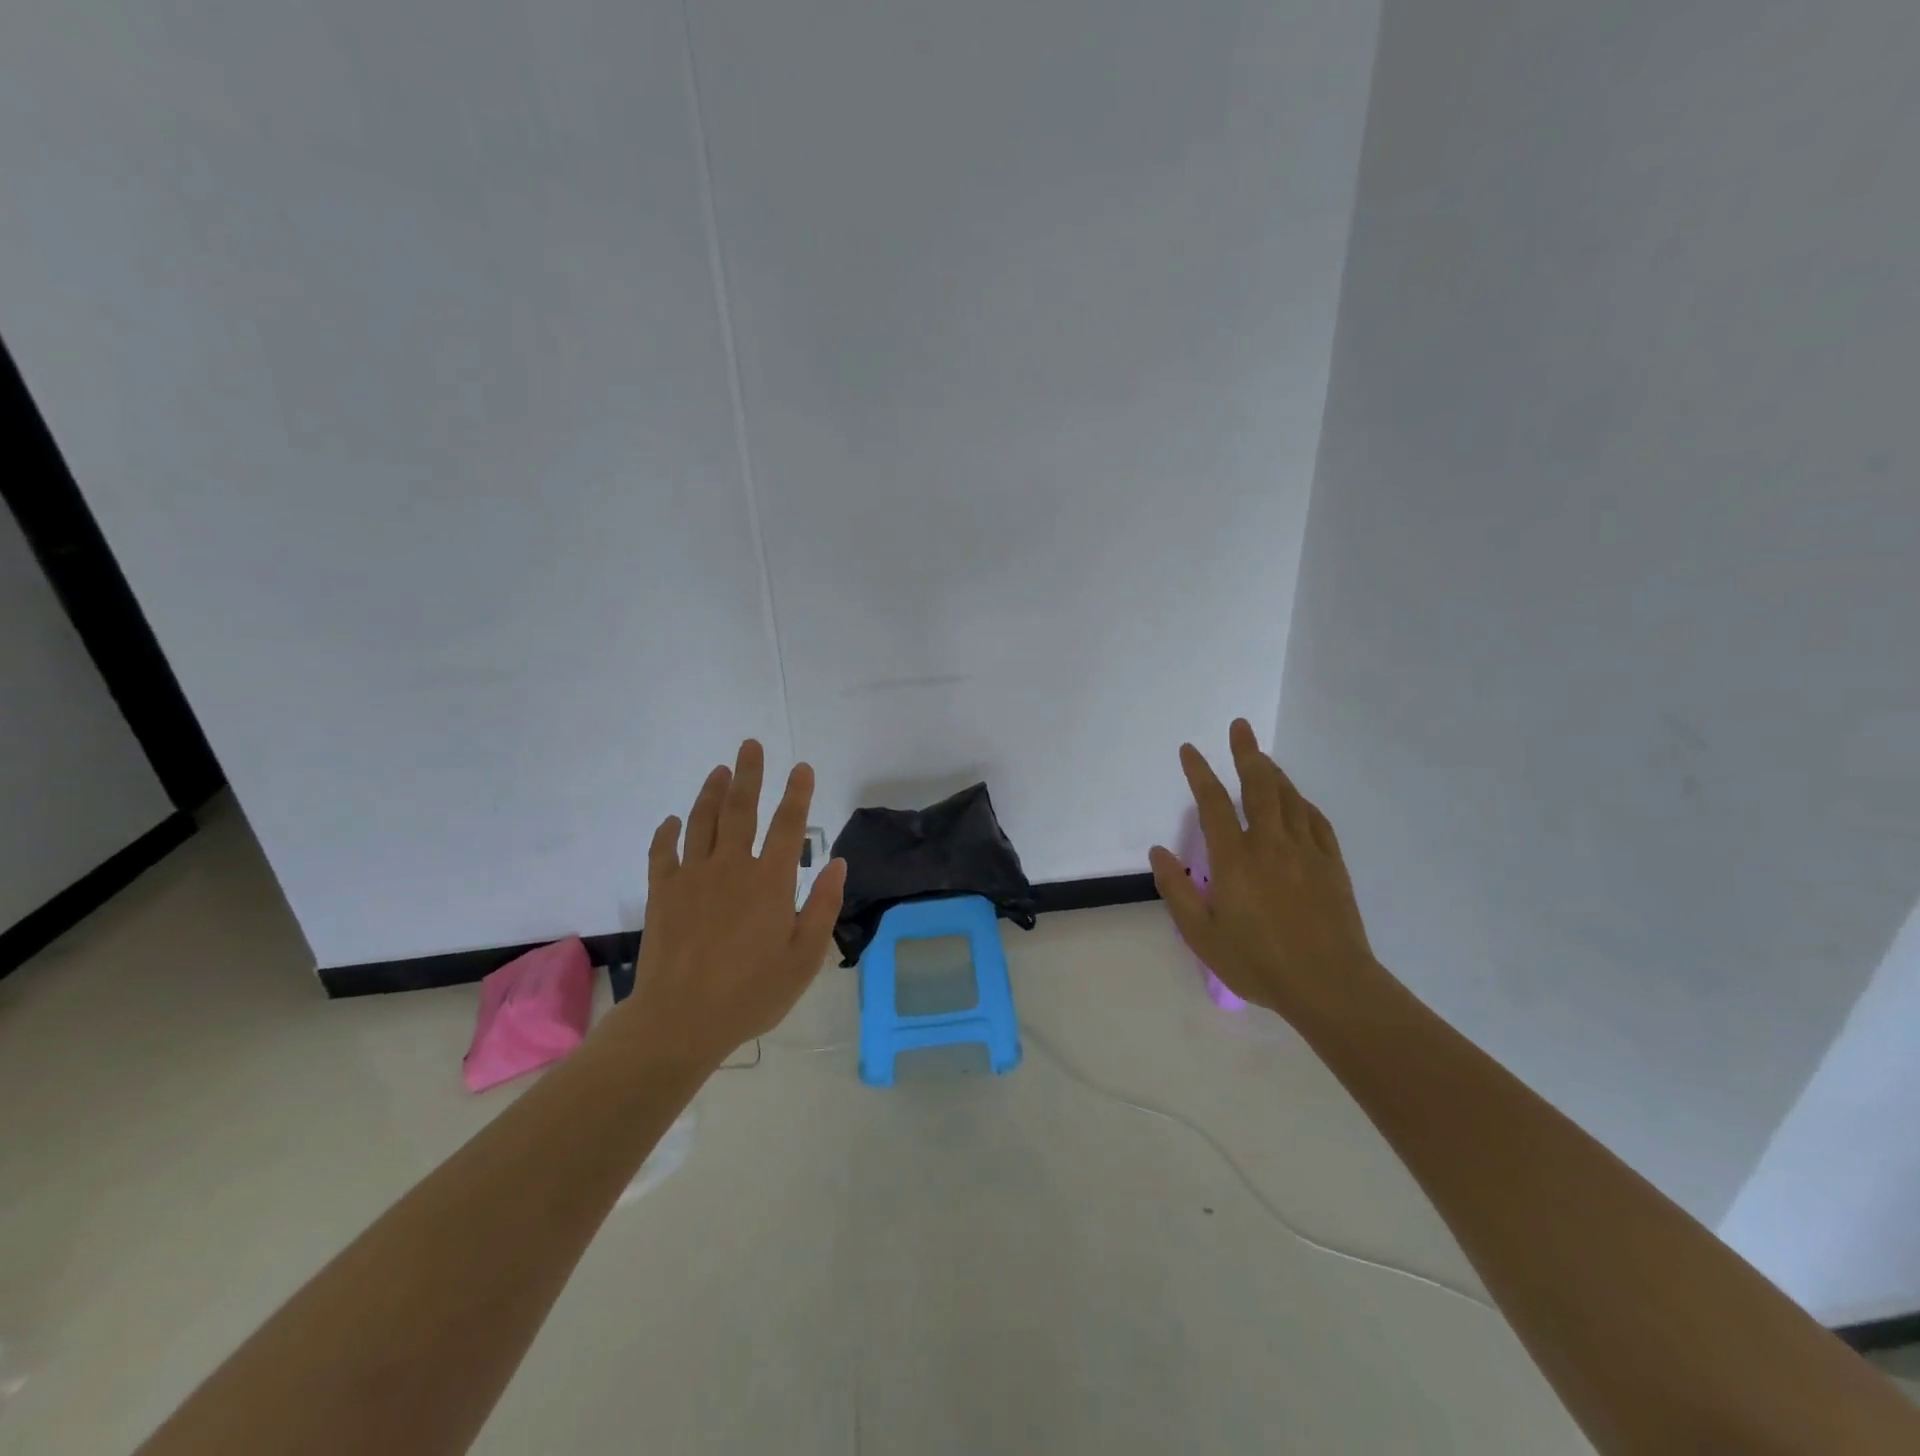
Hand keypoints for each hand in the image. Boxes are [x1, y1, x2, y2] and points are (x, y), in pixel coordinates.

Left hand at [621, 740, 846, 1067]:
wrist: (681, 1020)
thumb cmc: (752, 993)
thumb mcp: (805, 958)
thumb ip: (823, 907)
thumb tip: (838, 864)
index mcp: (771, 882)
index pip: (789, 825)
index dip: (797, 793)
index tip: (802, 768)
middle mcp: (732, 867)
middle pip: (741, 809)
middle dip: (749, 774)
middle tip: (751, 745)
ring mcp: (693, 876)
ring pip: (702, 821)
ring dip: (711, 792)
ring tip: (719, 770)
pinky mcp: (663, 892)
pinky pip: (663, 851)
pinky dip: (667, 832)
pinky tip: (672, 820)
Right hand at [1149, 719, 1380, 1023]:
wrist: (1330, 985)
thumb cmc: (1258, 962)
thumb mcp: (1202, 935)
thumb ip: (1177, 890)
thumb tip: (1158, 852)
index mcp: (1235, 859)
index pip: (1213, 804)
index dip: (1199, 773)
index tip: (1189, 750)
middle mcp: (1271, 844)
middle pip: (1258, 786)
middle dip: (1246, 753)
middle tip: (1240, 727)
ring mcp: (1306, 851)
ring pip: (1288, 797)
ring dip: (1272, 772)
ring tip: (1261, 757)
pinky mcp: (1331, 864)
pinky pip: (1315, 820)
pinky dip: (1300, 802)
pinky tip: (1296, 801)